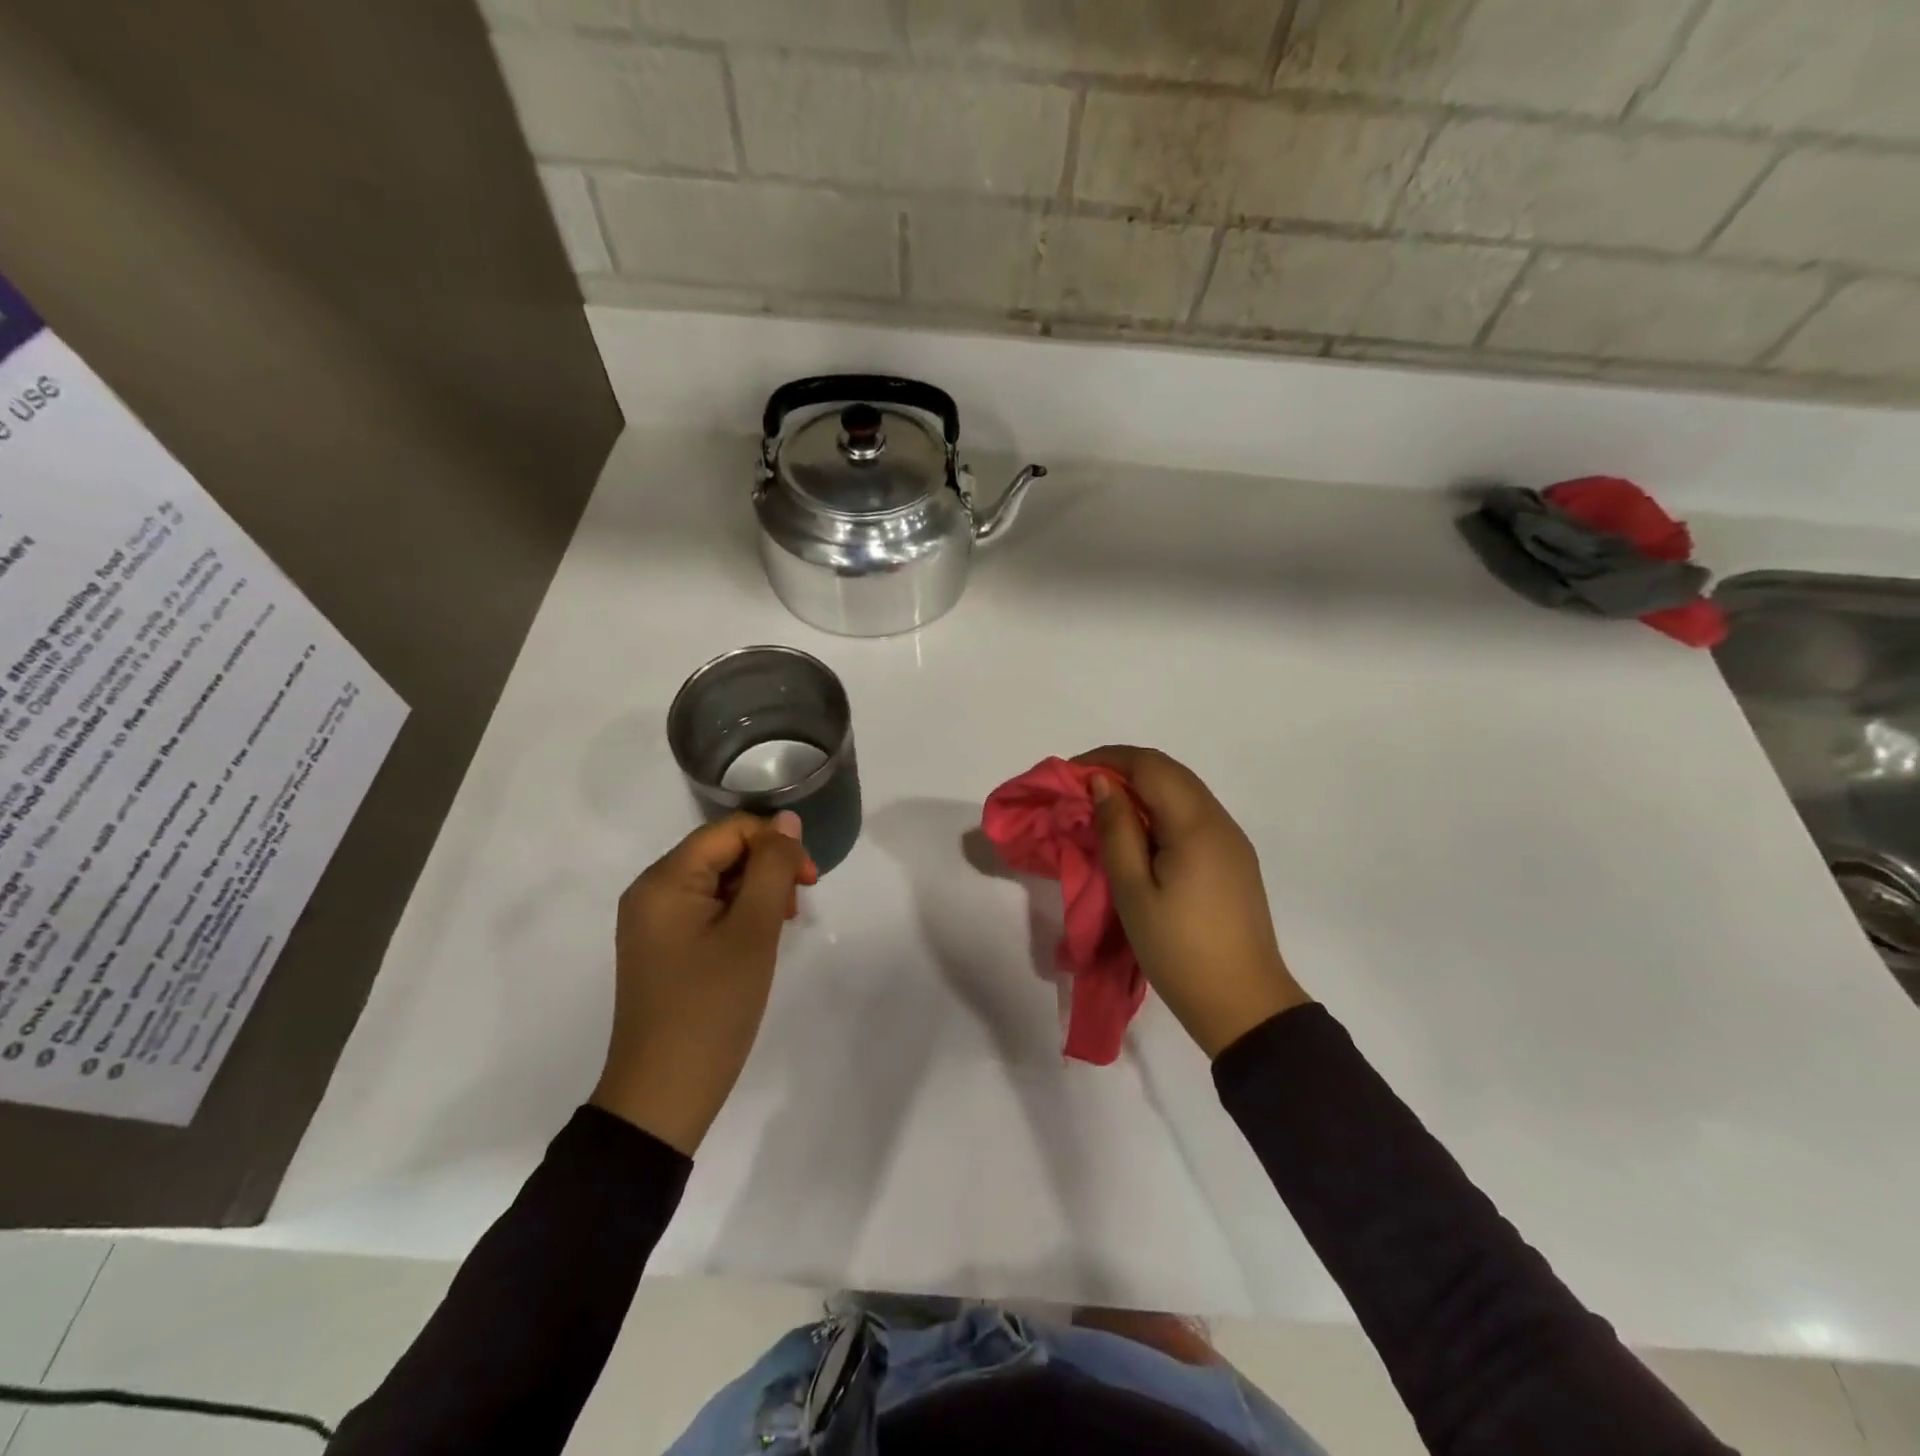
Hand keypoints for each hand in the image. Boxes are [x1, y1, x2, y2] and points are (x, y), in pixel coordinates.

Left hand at [591, 811, 817, 1154]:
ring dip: (755, 892)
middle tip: (797, 908)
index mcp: (665, 880)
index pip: (730, 831)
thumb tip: (787, 821)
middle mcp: (650, 891)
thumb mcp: (753, 931)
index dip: (776, 844)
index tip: (810, 881)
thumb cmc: (712, 1007)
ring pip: (715, 881)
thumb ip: (773, 868)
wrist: (663, 1096)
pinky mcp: (659, 948)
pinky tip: (754, 941)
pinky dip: (735, 914)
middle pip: (720, 852)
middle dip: (767, 868)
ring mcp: (651, 922)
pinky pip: (703, 909)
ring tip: (779, 927)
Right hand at [1077, 746, 1309, 1057]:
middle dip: (1122, 770)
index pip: (1150, 765)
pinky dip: (1161, 811)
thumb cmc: (1178, 949)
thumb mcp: (1134, 890)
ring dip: (1142, 790)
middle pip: (1169, 772)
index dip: (1107, 759)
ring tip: (1104, 812)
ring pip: (1183, 792)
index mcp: (1196, 824)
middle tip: (1082, 792)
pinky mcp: (1234, 860)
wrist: (1243, 1004)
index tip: (1070, 776)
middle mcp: (1220, 820)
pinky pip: (1193, 816)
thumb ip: (1117, 830)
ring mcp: (1232, 840)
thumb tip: (1103, 783)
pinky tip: (1139, 836)